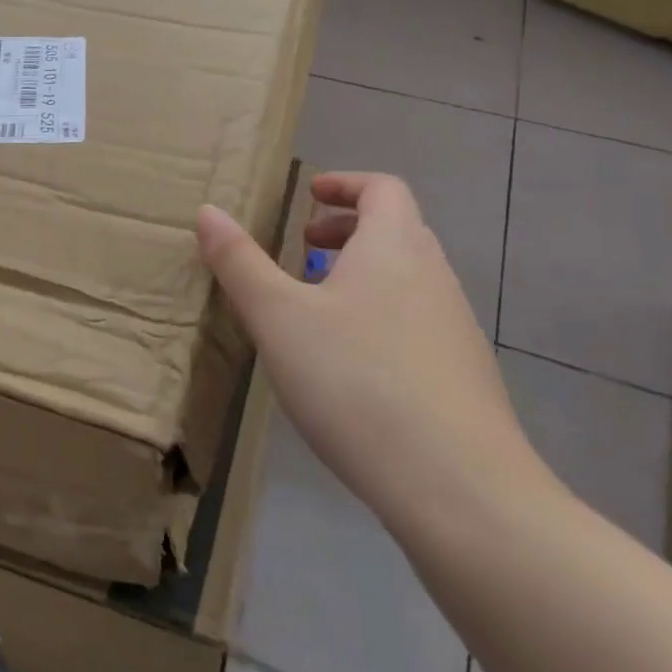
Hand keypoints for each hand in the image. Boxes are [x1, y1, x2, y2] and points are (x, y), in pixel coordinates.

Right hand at [198, 171, 545, 521]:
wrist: (458, 487)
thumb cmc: (356, 382)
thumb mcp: (279, 318)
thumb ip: (239, 262)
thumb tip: (208, 211)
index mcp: (394, 247)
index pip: (382, 188)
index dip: (345, 184)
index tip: (309, 196)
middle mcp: (434, 276)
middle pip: (396, 230)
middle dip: (347, 230)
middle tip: (304, 249)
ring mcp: (456, 327)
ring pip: (408, 278)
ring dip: (363, 274)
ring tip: (318, 308)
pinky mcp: (463, 374)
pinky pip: (418, 320)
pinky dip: (382, 315)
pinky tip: (352, 366)